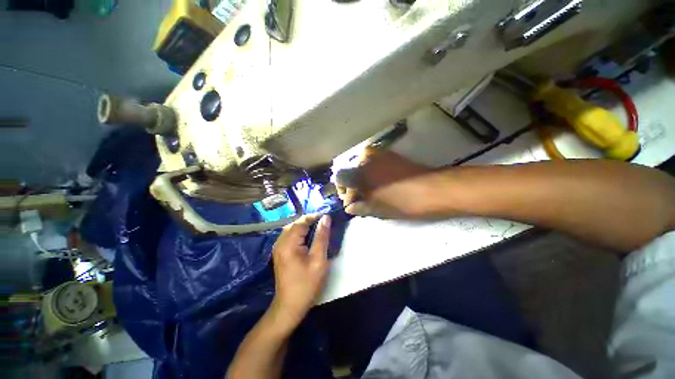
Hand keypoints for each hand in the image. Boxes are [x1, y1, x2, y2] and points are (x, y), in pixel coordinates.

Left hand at [270, 214, 330, 328]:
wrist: (290, 306)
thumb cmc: (306, 284)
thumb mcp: (318, 259)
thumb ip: (322, 237)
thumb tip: (326, 218)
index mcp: (288, 243)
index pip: (301, 222)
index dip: (315, 217)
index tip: (327, 217)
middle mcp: (280, 242)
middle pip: (295, 224)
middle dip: (310, 221)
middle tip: (324, 224)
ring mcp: (278, 248)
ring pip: (292, 229)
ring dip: (305, 227)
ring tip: (318, 229)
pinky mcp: (279, 253)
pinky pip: (289, 236)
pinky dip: (300, 234)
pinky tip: (308, 238)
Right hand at [336, 149, 433, 217]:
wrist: (435, 189)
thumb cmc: (403, 201)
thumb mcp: (378, 208)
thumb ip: (360, 207)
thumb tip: (350, 207)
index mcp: (361, 170)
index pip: (340, 178)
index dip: (343, 192)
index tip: (351, 203)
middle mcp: (367, 157)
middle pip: (350, 172)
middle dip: (352, 187)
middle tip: (360, 201)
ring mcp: (380, 154)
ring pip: (361, 168)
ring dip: (362, 181)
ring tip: (370, 195)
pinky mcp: (390, 155)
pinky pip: (373, 165)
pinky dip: (371, 175)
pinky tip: (378, 186)